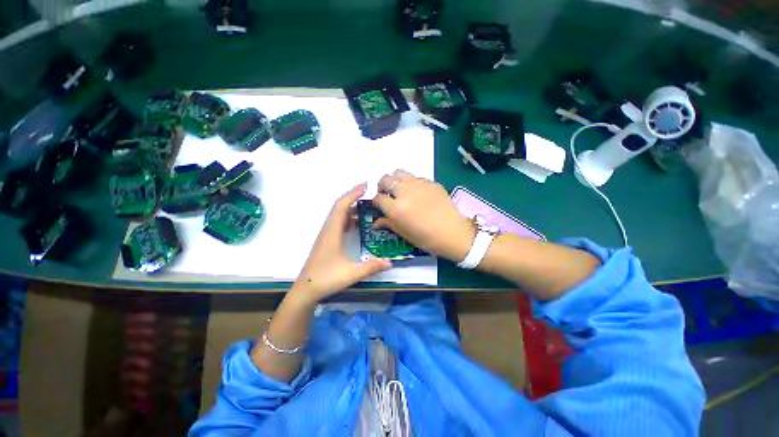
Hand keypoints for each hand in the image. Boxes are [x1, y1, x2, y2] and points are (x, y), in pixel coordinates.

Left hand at [292, 183, 391, 303]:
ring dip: (350, 206)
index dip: (352, 194)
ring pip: (338, 214)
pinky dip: (347, 217)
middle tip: (368, 191)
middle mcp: (328, 230)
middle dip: (352, 196)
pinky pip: (338, 223)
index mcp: (332, 232)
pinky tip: (356, 222)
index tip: (365, 185)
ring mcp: (326, 235)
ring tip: (365, 204)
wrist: (306, 290)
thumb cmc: (326, 279)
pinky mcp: (327, 241)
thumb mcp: (351, 273)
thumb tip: (391, 262)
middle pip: (339, 207)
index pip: (342, 207)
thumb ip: (371, 267)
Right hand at [372, 170, 475, 261]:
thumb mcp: (404, 233)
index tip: (378, 205)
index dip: (376, 202)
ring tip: (399, 190)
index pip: (378, 198)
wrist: (453, 233)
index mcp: (396, 208)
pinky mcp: (430, 182)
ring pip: (399, 172)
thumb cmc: (427, 239)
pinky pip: (415, 177)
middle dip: (382, 187)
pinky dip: (410, 183)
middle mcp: (405, 192)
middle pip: (385, 180)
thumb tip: (376, 222)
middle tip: (387, 195)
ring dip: (395, 180)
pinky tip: (416, 193)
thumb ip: (388, 223)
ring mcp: (419, 184)